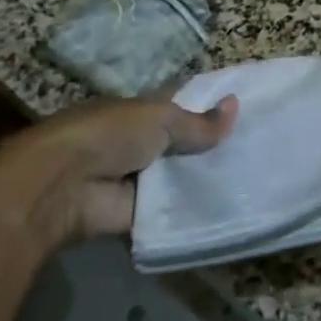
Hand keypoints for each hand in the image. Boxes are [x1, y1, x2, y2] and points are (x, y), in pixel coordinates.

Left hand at [0, 95, 238, 252]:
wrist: (60, 187)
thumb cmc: (107, 136)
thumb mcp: (159, 119)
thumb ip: (197, 122)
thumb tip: (236, 106)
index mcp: (139, 112)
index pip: (180, 106)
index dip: (210, 107)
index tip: (247, 109)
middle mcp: (139, 143)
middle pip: (183, 144)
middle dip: (213, 146)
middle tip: (260, 147)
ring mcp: (137, 179)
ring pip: (180, 177)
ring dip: (205, 179)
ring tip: (255, 178)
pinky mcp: (135, 214)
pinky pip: (171, 210)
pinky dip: (193, 211)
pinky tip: (231, 208)